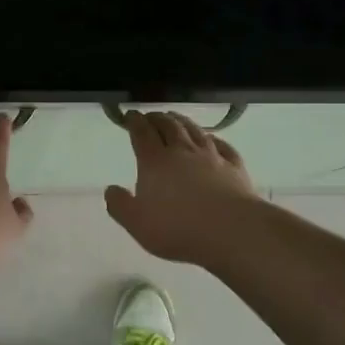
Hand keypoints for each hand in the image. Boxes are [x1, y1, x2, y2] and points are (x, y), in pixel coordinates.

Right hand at [106, 110, 257, 264]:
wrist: (231, 230)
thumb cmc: (178, 228)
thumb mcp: (137, 223)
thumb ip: (120, 205)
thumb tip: (110, 189)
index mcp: (154, 161)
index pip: (141, 133)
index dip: (134, 122)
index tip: (130, 114)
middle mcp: (182, 151)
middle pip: (169, 126)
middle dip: (157, 118)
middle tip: (151, 115)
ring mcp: (211, 156)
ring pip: (195, 131)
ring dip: (183, 121)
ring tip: (176, 118)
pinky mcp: (235, 167)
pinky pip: (223, 146)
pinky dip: (214, 138)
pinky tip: (213, 139)